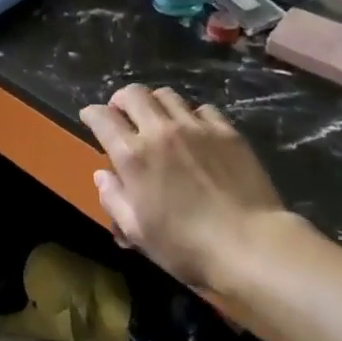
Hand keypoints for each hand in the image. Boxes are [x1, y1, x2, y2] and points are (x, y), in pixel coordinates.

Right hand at [80, 85, 292, 305]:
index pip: (102, 117)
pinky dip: (191, 115)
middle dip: (120, 100)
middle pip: (132, 94)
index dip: (91, 114)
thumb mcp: (139, 232)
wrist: (251, 246)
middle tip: (122, 114)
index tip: (89, 118)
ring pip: (166, 95)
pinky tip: (195, 131)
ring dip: (154, 103)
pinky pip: (202, 108)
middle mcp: (159, 131)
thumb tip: (102, 175)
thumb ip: (114, 199)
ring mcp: (195, 127)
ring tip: (158, 119)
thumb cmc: (187, 246)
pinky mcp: (226, 131)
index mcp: (132, 155)